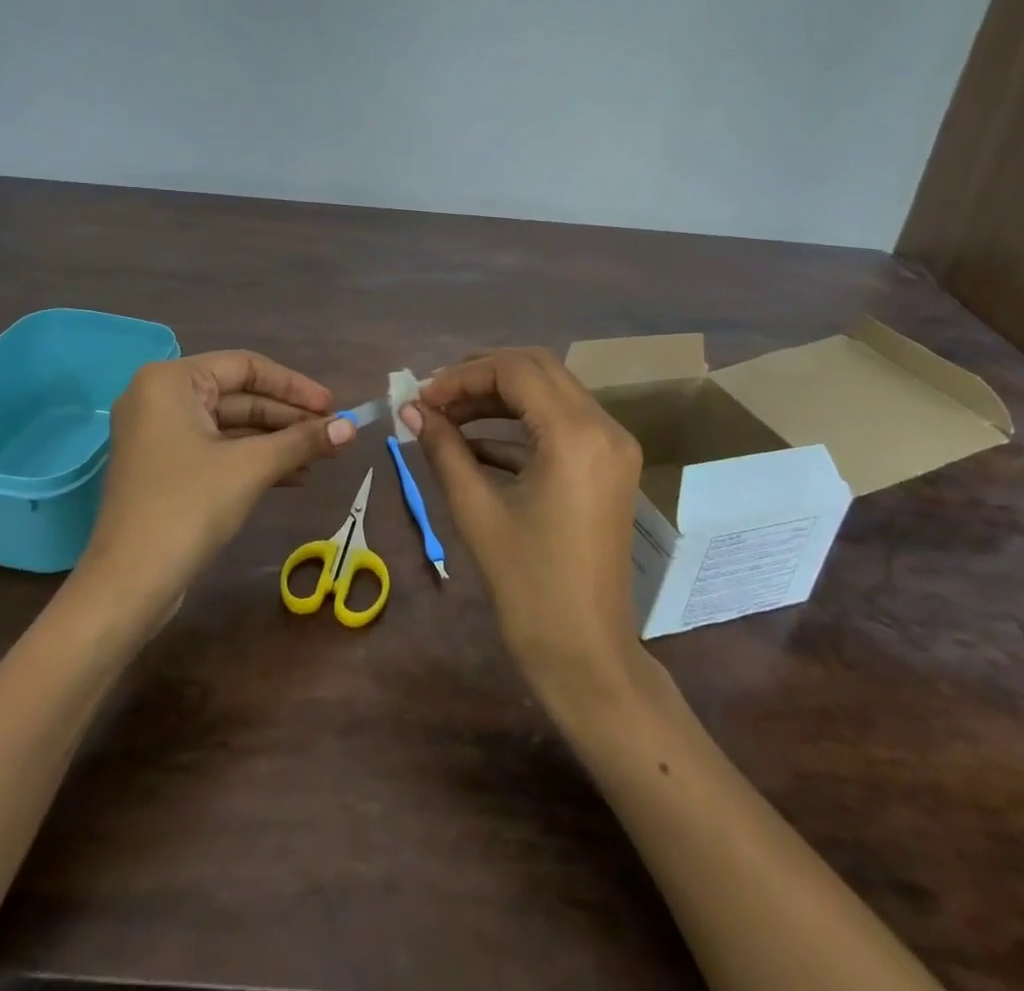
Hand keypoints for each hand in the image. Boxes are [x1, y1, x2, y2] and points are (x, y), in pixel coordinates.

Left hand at [85, 351, 355, 604]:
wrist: (129, 585)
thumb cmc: (188, 507)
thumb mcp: (251, 467)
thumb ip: (302, 440)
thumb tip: (351, 428)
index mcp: (171, 381)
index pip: (246, 367)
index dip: (294, 386)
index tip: (333, 407)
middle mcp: (161, 398)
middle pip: (240, 396)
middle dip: (290, 418)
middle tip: (334, 435)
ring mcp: (161, 435)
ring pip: (233, 426)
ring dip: (278, 441)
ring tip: (324, 457)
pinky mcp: (167, 468)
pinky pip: (219, 450)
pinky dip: (255, 460)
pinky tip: (296, 476)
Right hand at [404, 348, 644, 703]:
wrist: (586, 654)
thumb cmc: (528, 587)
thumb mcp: (477, 511)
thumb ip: (443, 449)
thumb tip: (410, 410)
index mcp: (575, 435)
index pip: (515, 370)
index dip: (462, 375)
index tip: (421, 397)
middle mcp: (604, 427)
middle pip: (537, 368)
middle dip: (481, 375)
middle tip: (434, 397)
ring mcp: (612, 446)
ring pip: (550, 392)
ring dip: (498, 397)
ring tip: (446, 416)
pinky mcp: (608, 466)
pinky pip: (560, 425)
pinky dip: (518, 425)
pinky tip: (474, 444)